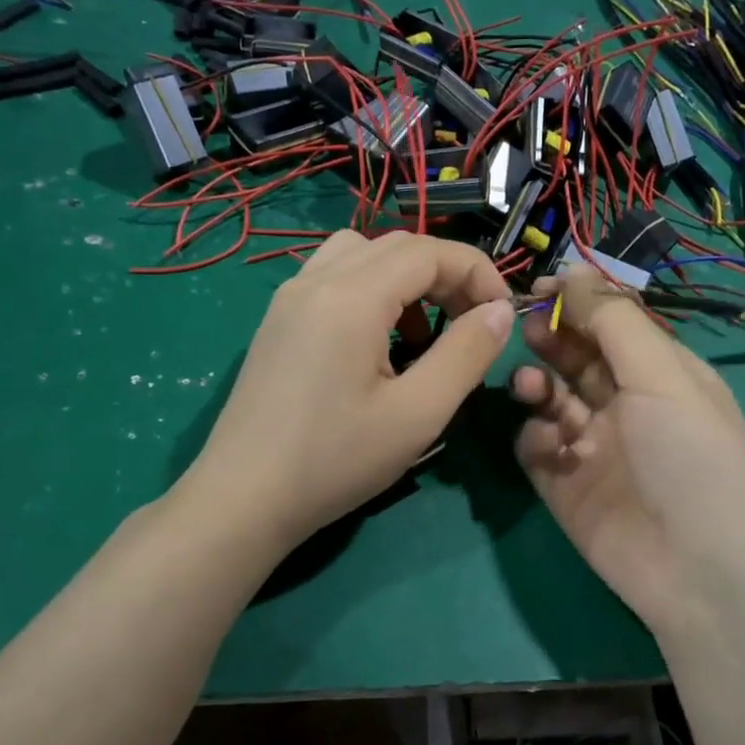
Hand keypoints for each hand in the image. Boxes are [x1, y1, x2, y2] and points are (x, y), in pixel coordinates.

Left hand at [183, 230, 514, 553]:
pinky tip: (377, 345)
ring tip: (422, 333)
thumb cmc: (334, 460)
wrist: (242, 499)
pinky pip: (333, 278)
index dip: (476, 273)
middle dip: (446, 274)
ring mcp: (289, 298)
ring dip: (405, 279)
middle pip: (396, 245)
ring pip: (361, 254)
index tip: (502, 315)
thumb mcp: (418, 414)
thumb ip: (467, 354)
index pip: (429, 251)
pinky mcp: (278, 322)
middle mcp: (316, 281)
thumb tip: (500, 311)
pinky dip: (370, 291)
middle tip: (471, 323)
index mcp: (351, 296)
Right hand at [511, 270, 744, 634]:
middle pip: (576, 355)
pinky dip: (536, 438)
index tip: (538, 287)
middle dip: (550, 338)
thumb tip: (573, 271)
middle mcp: (626, 403)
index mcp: (660, 373)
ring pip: (550, 397)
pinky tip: (552, 447)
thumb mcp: (663, 377)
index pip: (612, 323)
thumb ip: (614, 321)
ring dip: (537, 384)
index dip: (576, 301)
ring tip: (532, 388)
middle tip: (526, 330)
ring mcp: (593, 445)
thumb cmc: (691, 458)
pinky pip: (536, 446)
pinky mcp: (564, 484)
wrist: (698, 572)